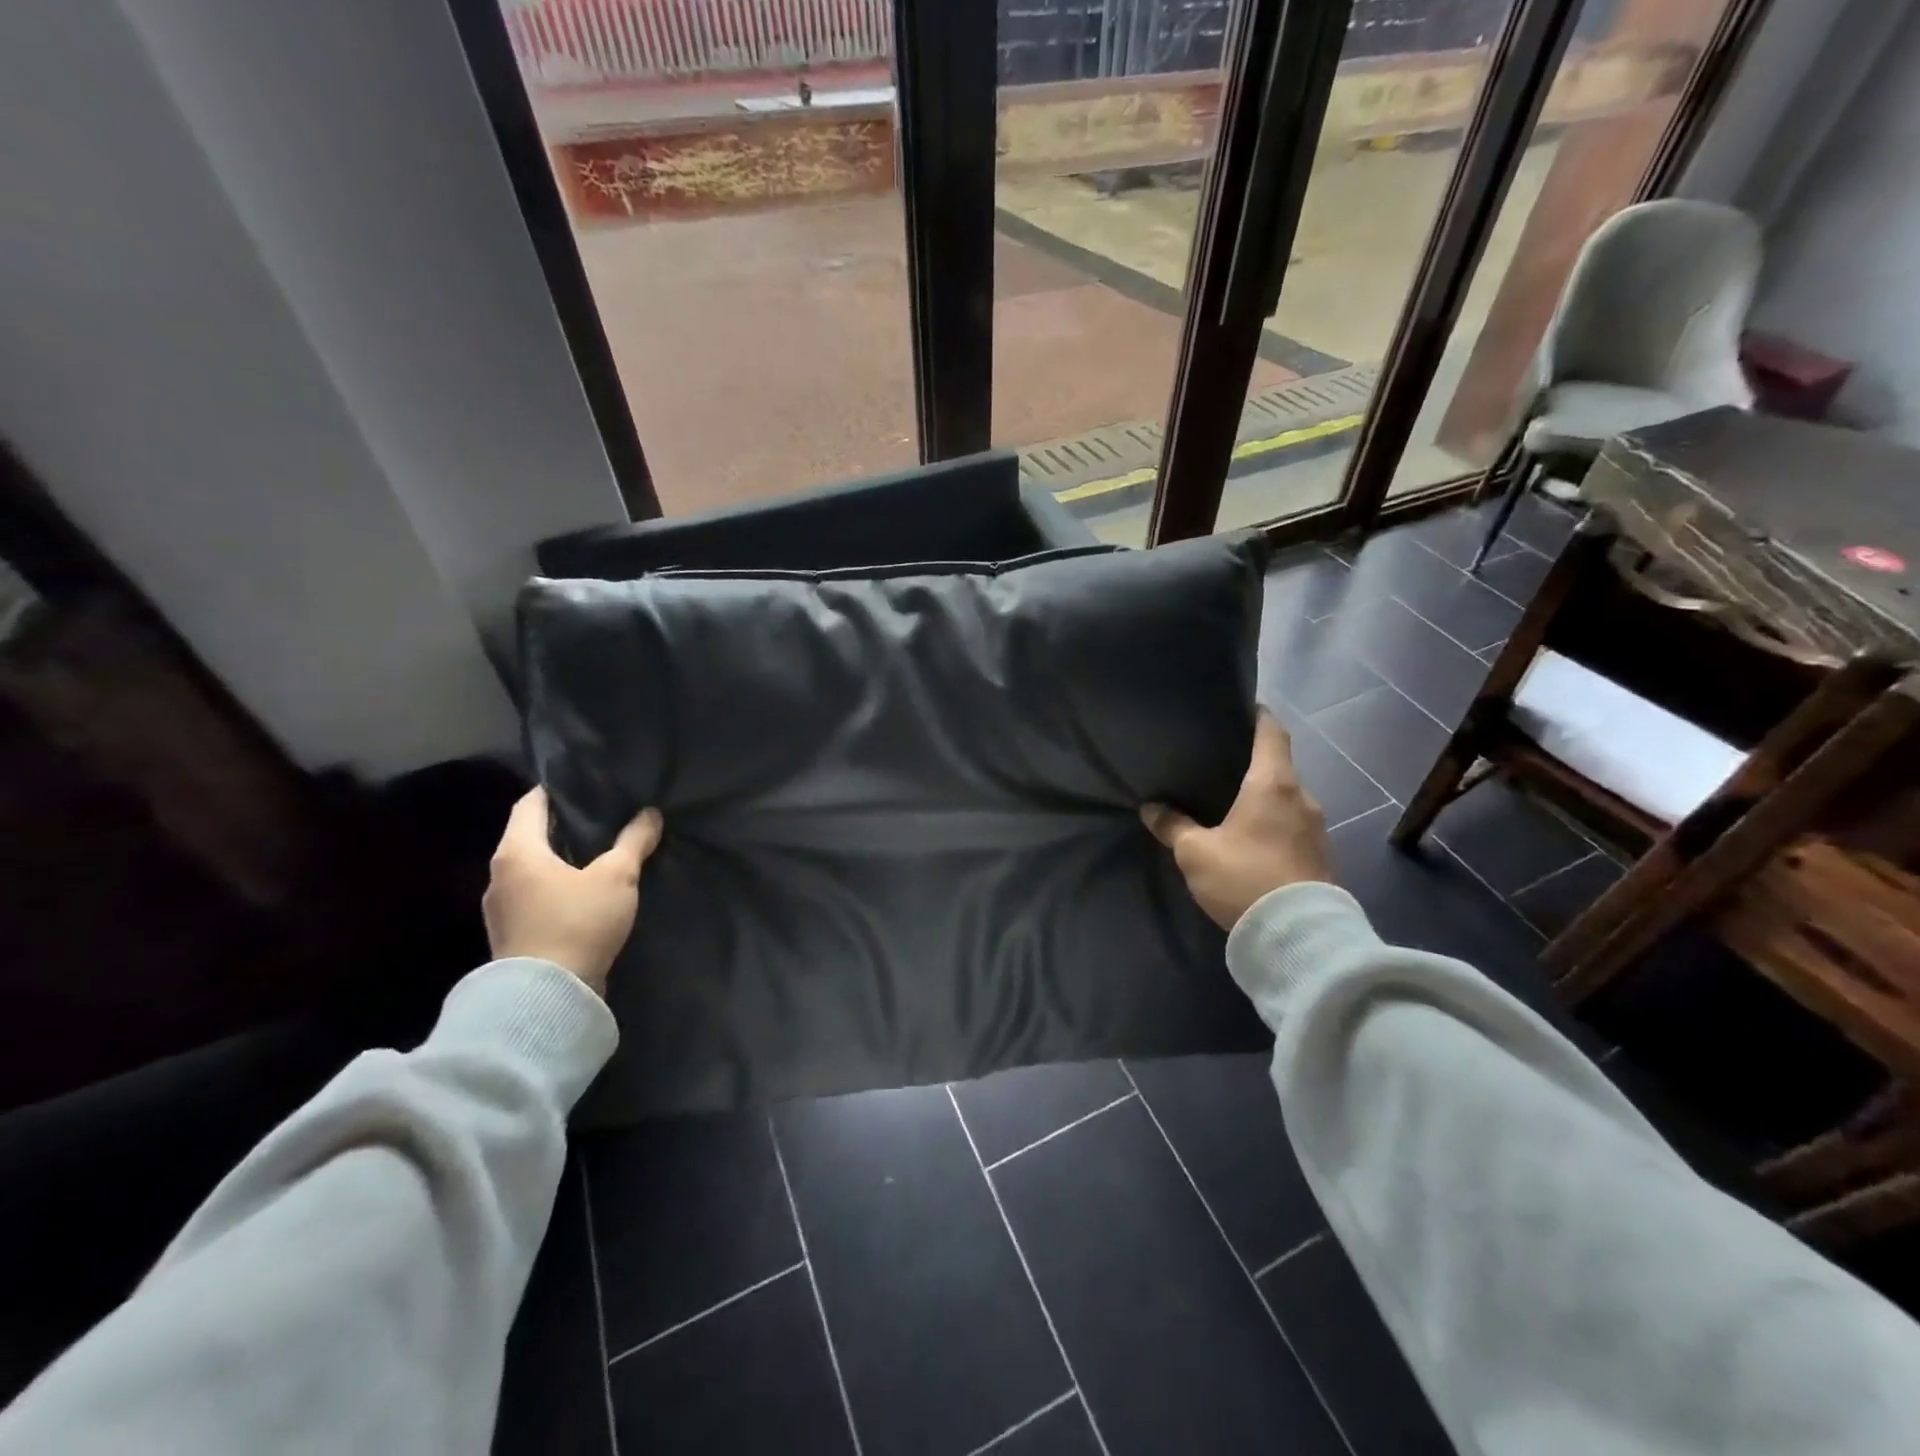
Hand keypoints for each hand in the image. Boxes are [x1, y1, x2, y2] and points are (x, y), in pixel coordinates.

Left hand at [483, 788, 663, 995]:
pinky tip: (582, 893)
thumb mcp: (617, 876)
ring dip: (558, 859)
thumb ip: (633, 842)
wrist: (547, 998)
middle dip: (561, 826)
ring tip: (595, 855)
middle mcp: (499, 875)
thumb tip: (650, 814)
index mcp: (517, 851)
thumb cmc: (578, 922)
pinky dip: (554, 886)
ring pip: (531, 869)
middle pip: (528, 836)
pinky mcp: (511, 935)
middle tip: (599, 816)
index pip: (530, 803)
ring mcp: (500, 909)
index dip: (555, 790)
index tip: (583, 784)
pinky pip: (533, 896)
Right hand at [1141, 710, 1330, 930]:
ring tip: (1233, 803)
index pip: (1272, 732)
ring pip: (1288, 798)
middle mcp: (1302, 797)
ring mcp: (1317, 828)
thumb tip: (1151, 808)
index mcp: (1273, 784)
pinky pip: (1294, 825)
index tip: (1241, 709)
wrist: (1298, 936)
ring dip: (1265, 797)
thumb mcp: (1195, 853)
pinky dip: (1275, 822)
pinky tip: (1252, 837)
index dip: (1258, 716)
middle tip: (1221, 764)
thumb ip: (1173, 826)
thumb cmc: (1244, 878)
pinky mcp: (1321, 856)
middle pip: (1280, 765)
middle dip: (1254, 763)